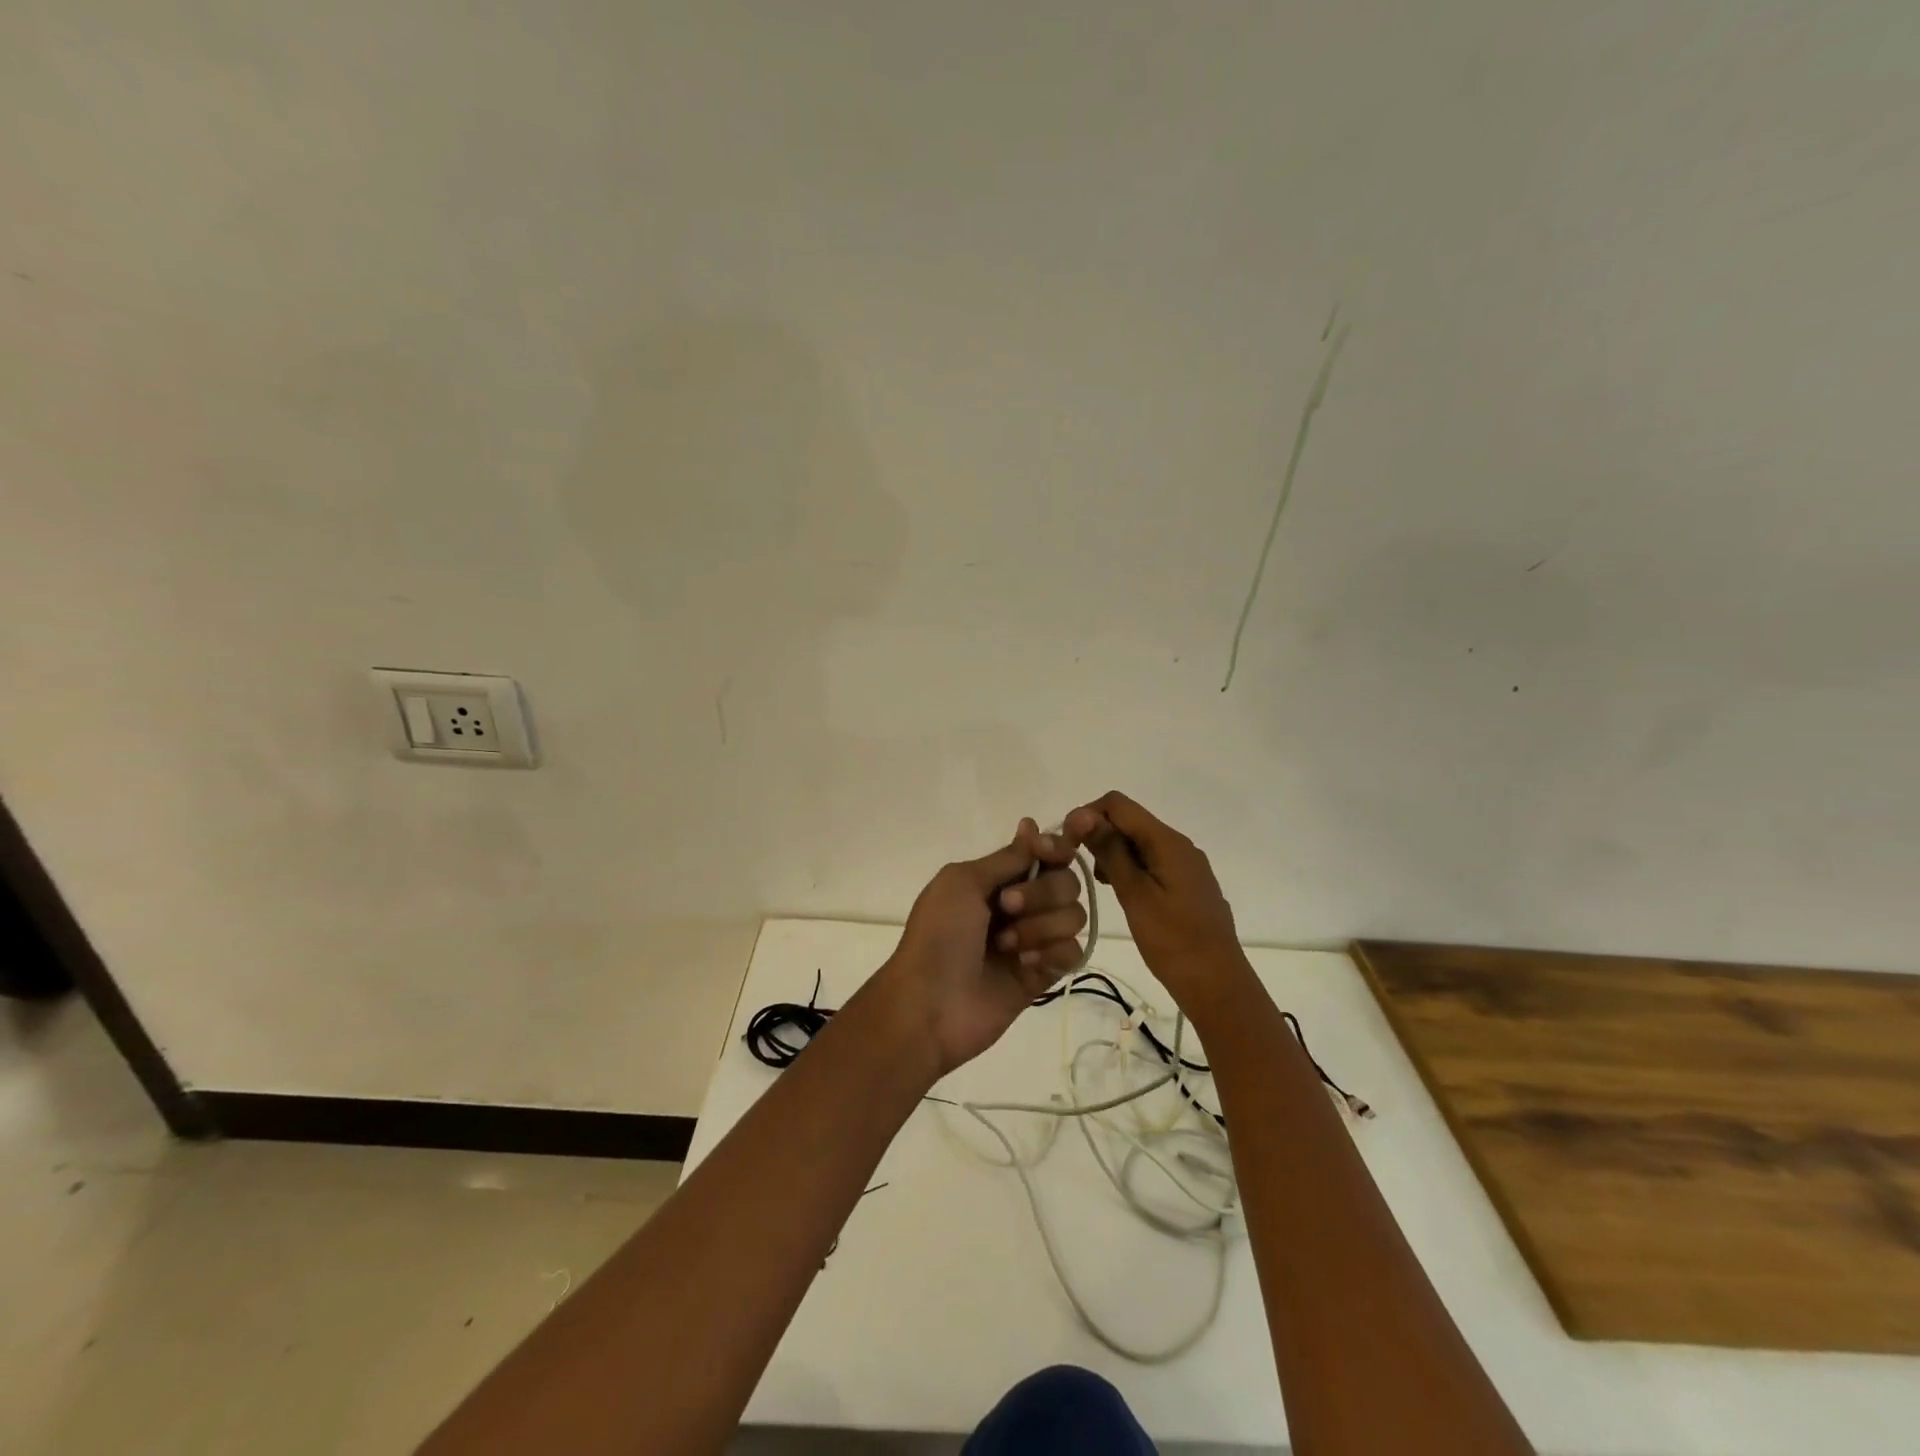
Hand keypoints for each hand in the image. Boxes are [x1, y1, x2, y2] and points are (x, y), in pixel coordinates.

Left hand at [878, 819, 1086, 1074]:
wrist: (930, 1004)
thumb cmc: (939, 935)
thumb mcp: (963, 882)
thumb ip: (1007, 858)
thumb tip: (1032, 825)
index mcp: (997, 879)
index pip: (1045, 854)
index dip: (1056, 848)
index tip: (1049, 852)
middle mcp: (1020, 905)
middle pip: (1066, 882)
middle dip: (1042, 893)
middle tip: (1007, 907)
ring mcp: (1034, 940)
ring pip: (1073, 916)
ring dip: (1041, 926)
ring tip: (1007, 946)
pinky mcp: (1044, 975)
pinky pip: (1073, 952)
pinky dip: (1052, 954)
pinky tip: (1026, 966)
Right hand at [1063, 791, 1250, 1011]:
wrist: (1217, 984)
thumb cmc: (1172, 940)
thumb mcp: (1135, 894)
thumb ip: (1110, 851)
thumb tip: (1083, 814)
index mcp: (1167, 841)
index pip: (1118, 804)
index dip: (1087, 815)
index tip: (1067, 844)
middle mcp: (1179, 844)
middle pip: (1129, 820)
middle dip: (1099, 834)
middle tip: (1078, 866)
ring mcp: (1186, 864)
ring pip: (1139, 841)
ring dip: (1112, 852)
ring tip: (1100, 884)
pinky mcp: (1186, 884)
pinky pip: (1151, 861)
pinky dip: (1129, 868)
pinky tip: (1120, 892)